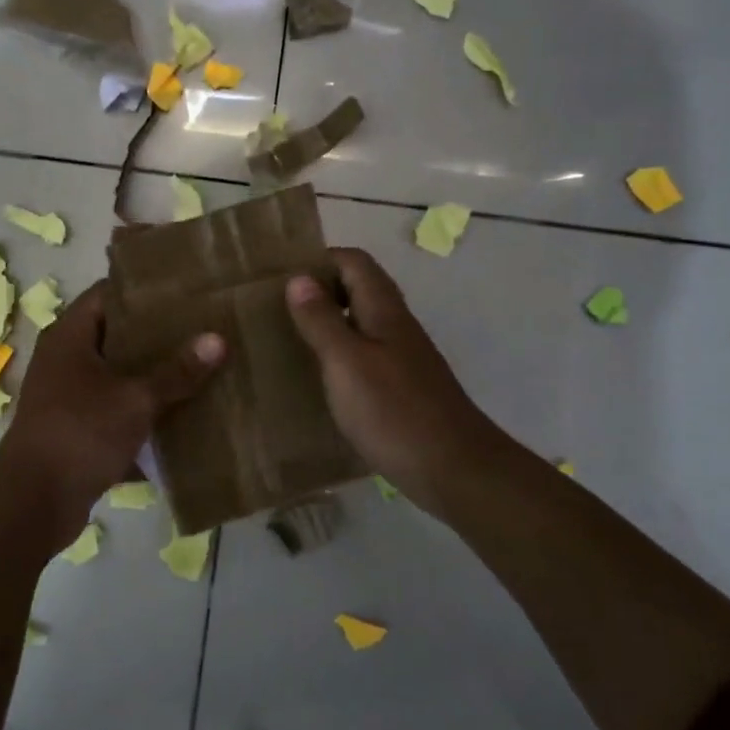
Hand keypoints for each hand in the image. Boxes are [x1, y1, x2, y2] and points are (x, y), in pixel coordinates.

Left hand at [0, 281, 224, 546]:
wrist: (32, 503)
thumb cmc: (80, 432)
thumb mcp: (135, 399)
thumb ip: (176, 371)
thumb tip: (218, 339)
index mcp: (69, 336)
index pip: (108, 293)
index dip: (144, 290)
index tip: (185, 291)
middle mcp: (64, 359)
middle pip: (116, 334)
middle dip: (157, 336)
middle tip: (202, 328)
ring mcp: (67, 395)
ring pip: (117, 374)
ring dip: (152, 375)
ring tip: (199, 367)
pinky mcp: (75, 428)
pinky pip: (115, 408)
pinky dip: (141, 411)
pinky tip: (181, 415)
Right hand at [286, 247, 513, 509]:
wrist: (454, 470)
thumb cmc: (394, 411)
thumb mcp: (347, 362)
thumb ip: (322, 320)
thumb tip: (299, 278)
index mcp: (384, 310)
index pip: (354, 262)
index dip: (319, 259)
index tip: (280, 275)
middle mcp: (396, 326)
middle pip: (358, 290)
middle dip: (319, 290)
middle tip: (275, 307)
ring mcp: (402, 358)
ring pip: (361, 324)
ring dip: (328, 324)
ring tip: (287, 339)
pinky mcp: (402, 389)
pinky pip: (365, 357)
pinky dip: (339, 357)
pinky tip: (318, 380)